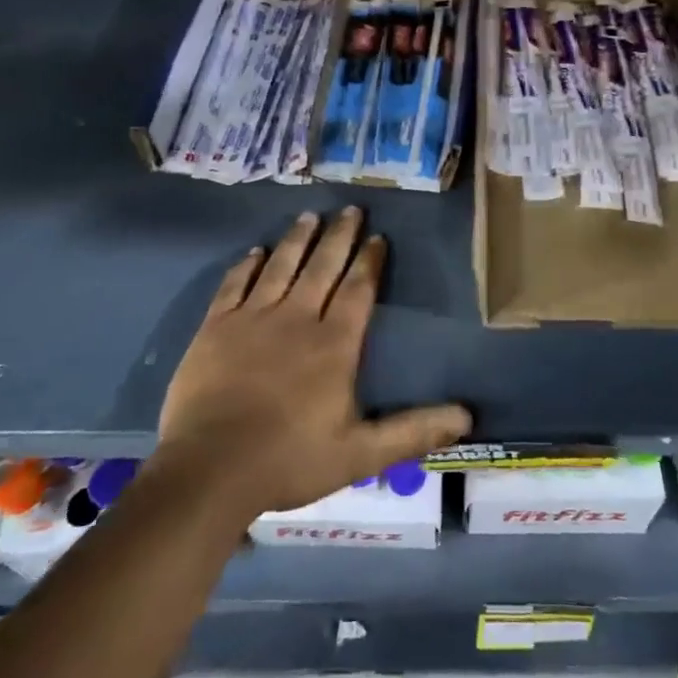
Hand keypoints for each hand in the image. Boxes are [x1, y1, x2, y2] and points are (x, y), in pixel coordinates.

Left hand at [157, 208, 471, 516]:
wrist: (210, 469)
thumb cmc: (290, 459)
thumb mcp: (362, 454)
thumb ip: (413, 431)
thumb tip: (467, 416)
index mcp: (334, 344)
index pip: (358, 290)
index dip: (369, 261)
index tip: (378, 236)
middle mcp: (296, 318)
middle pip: (322, 266)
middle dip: (340, 235)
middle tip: (351, 208)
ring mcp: (252, 319)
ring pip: (281, 266)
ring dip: (297, 239)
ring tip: (310, 215)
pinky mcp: (215, 327)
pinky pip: (234, 284)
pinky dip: (246, 265)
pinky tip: (255, 251)